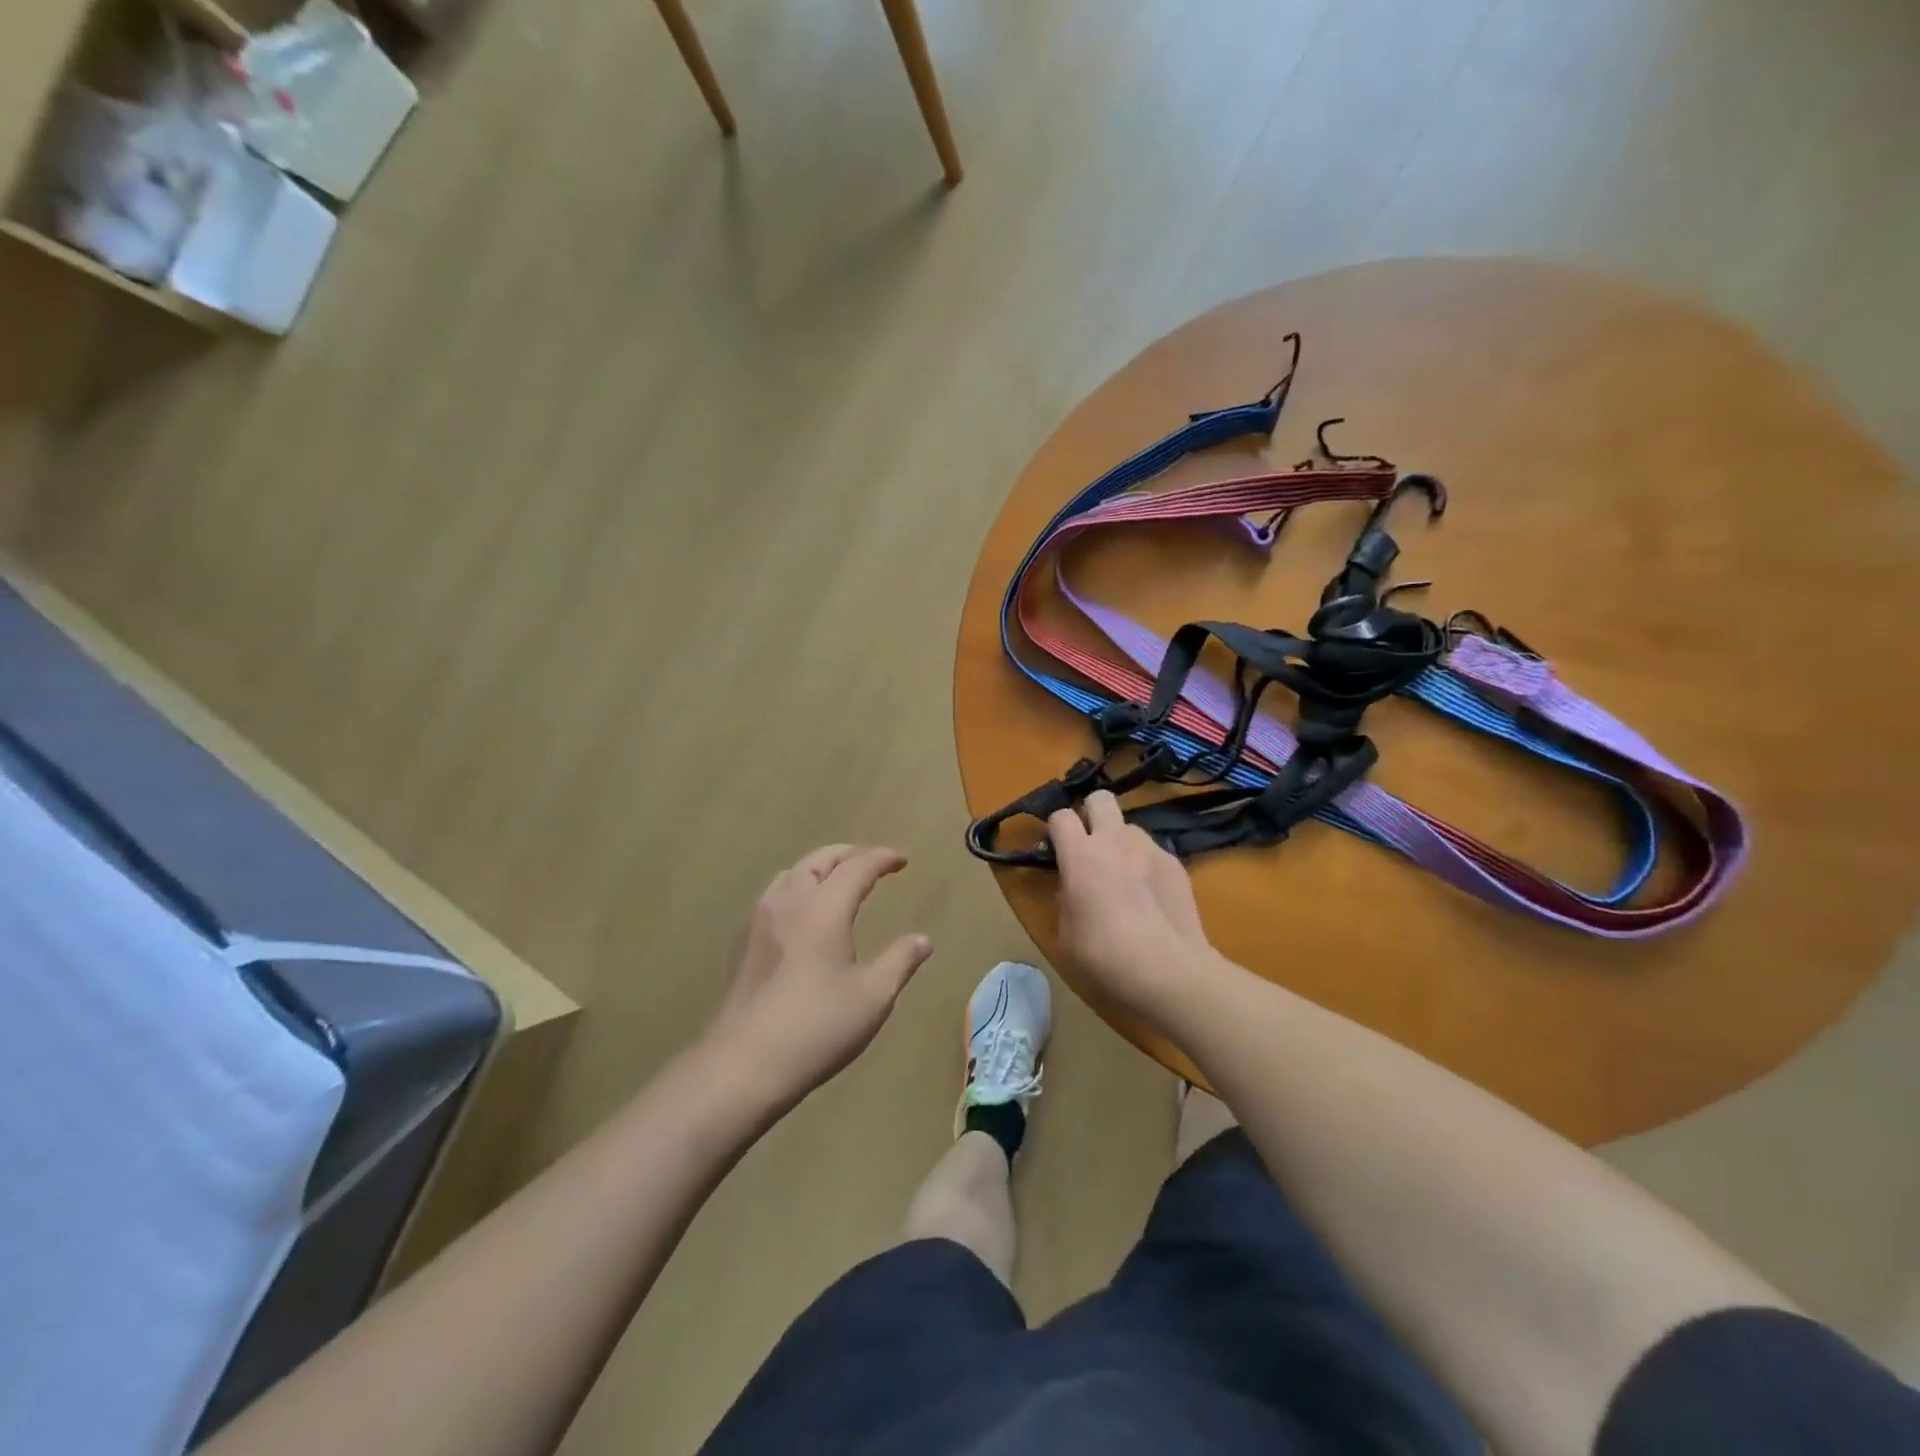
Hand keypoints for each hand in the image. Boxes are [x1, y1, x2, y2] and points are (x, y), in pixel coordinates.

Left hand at [705, 844, 932, 1107]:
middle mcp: (790, 902)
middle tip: (872, 863)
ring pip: (792, 873)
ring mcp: (760, 920)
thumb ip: (900, 961)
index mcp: (824, 908)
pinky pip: (774, 895)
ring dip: (819, 868)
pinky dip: (797, 887)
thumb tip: (923, 940)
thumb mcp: (873, 997)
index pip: (857, 866)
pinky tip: (803, 915)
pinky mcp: (743, 942)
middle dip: (849, 855)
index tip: (902, 860)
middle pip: (820, 860)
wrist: (744, 1064)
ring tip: (837, 881)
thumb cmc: (817, 1027)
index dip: (882, 858)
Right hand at [1048, 792, 1217, 1019]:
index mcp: (1080, 854)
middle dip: (1092, 814)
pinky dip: (1147, 866)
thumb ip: (1066, 899)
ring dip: (1122, 843)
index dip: (1056, 830)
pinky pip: (1154, 853)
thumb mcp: (1066, 933)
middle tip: (1090, 846)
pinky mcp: (1176, 864)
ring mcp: (1150, 849)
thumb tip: (1072, 889)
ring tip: (1126, 878)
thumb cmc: (1104, 955)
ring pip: (1130, 827)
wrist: (1168, 971)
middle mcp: (1115, 840)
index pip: (1060, 816)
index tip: (1056, 852)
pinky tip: (1152, 897)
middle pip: (1100, 799)